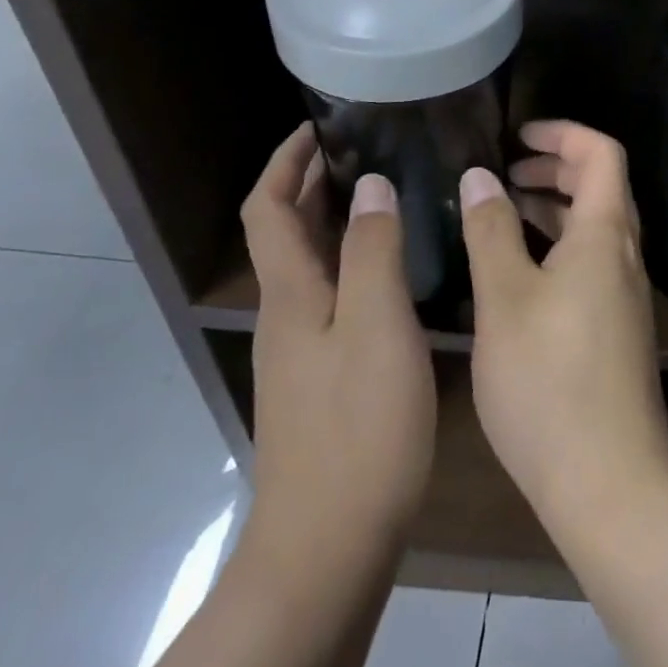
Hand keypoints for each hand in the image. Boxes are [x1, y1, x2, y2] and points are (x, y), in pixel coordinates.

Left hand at [236, 124, 436, 587]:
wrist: (331, 541)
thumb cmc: (359, 424)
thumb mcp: (377, 325)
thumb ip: (373, 251)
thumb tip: (370, 185)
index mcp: (292, 293)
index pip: (267, 209)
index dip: (285, 162)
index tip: (321, 125)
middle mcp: (289, 312)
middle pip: (286, 231)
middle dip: (315, 182)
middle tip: (369, 146)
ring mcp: (305, 346)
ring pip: (313, 262)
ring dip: (338, 218)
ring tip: (391, 189)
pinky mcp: (326, 372)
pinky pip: (336, 291)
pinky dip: (357, 258)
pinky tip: (400, 262)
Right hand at [458, 120, 667, 525]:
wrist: (608, 478)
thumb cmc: (549, 379)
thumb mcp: (505, 297)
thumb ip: (491, 230)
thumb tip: (480, 176)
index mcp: (606, 233)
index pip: (601, 153)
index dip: (563, 133)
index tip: (517, 135)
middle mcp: (624, 254)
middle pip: (600, 186)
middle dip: (554, 167)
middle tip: (503, 171)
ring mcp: (624, 292)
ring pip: (593, 226)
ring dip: (553, 208)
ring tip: (500, 211)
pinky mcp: (615, 325)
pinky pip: (590, 260)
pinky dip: (556, 245)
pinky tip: (515, 269)